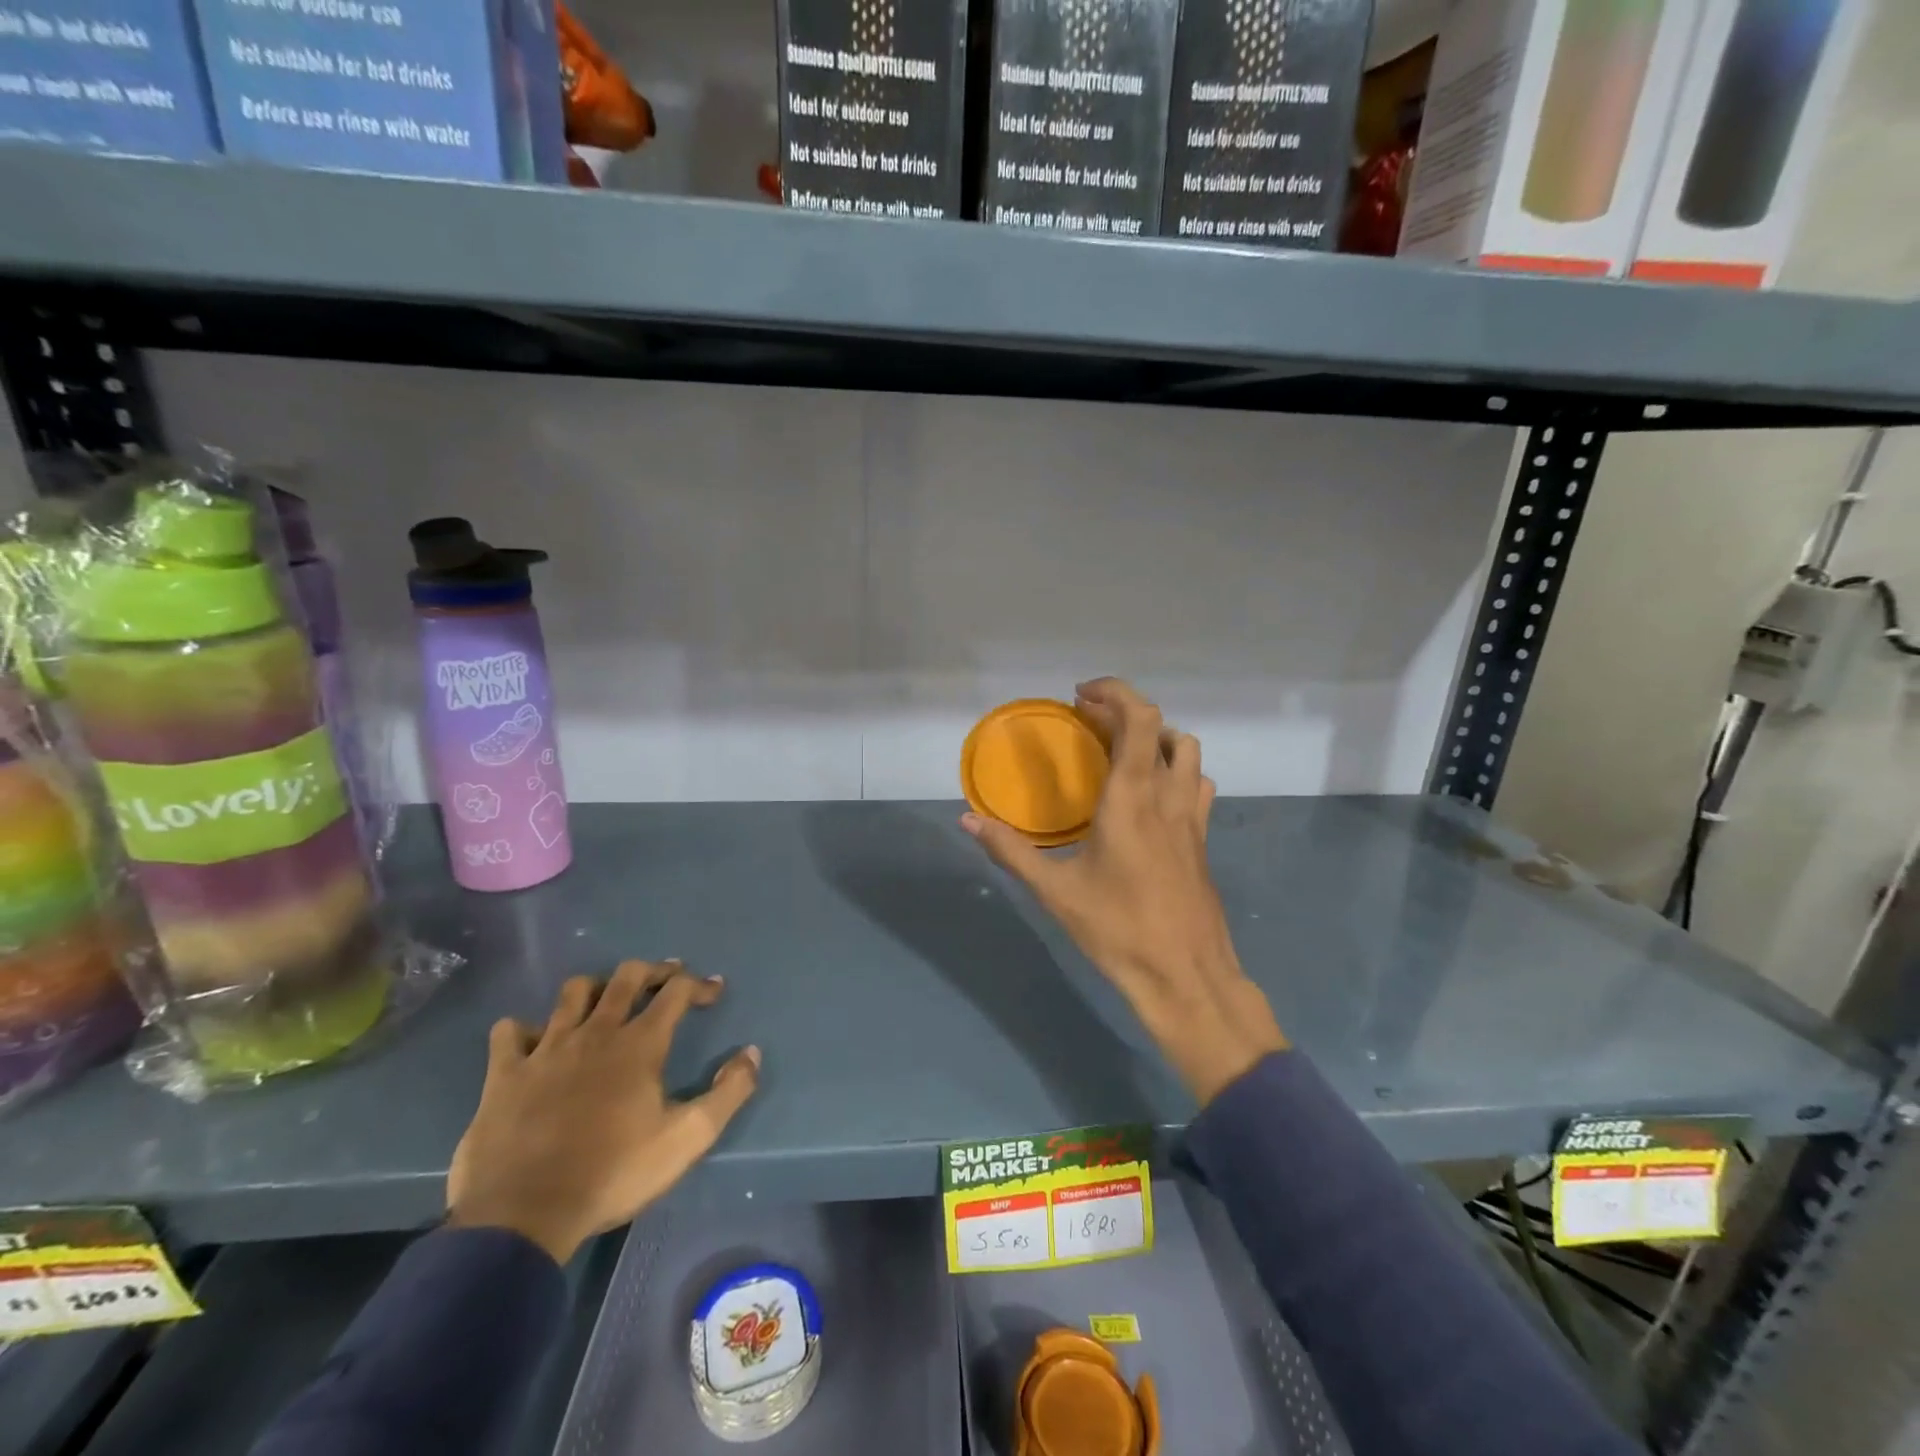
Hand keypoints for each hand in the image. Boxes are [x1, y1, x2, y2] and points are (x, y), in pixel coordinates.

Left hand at [446, 960, 759, 1263]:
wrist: (522, 1216)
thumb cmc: (613, 1173)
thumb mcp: (687, 1139)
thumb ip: (728, 1093)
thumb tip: (751, 1053)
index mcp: (639, 1044)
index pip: (677, 992)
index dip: (699, 984)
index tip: (714, 991)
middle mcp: (595, 1032)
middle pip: (627, 977)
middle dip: (653, 970)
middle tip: (666, 978)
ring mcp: (546, 1049)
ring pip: (573, 993)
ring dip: (595, 988)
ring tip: (605, 1001)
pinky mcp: (504, 1074)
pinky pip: (509, 1032)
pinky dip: (524, 1029)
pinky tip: (534, 1041)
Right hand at [962, 677, 1286, 1104]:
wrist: (1186, 976)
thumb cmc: (1118, 930)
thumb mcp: (1055, 891)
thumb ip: (1010, 850)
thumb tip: (967, 821)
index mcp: (1132, 797)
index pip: (1138, 718)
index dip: (1114, 693)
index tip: (1079, 696)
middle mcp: (1168, 796)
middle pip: (1163, 727)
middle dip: (1125, 713)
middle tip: (1089, 724)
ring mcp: (1193, 818)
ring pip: (1188, 753)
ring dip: (1156, 738)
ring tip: (1120, 754)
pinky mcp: (1203, 840)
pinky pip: (1197, 785)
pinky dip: (1175, 771)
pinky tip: (1150, 797)